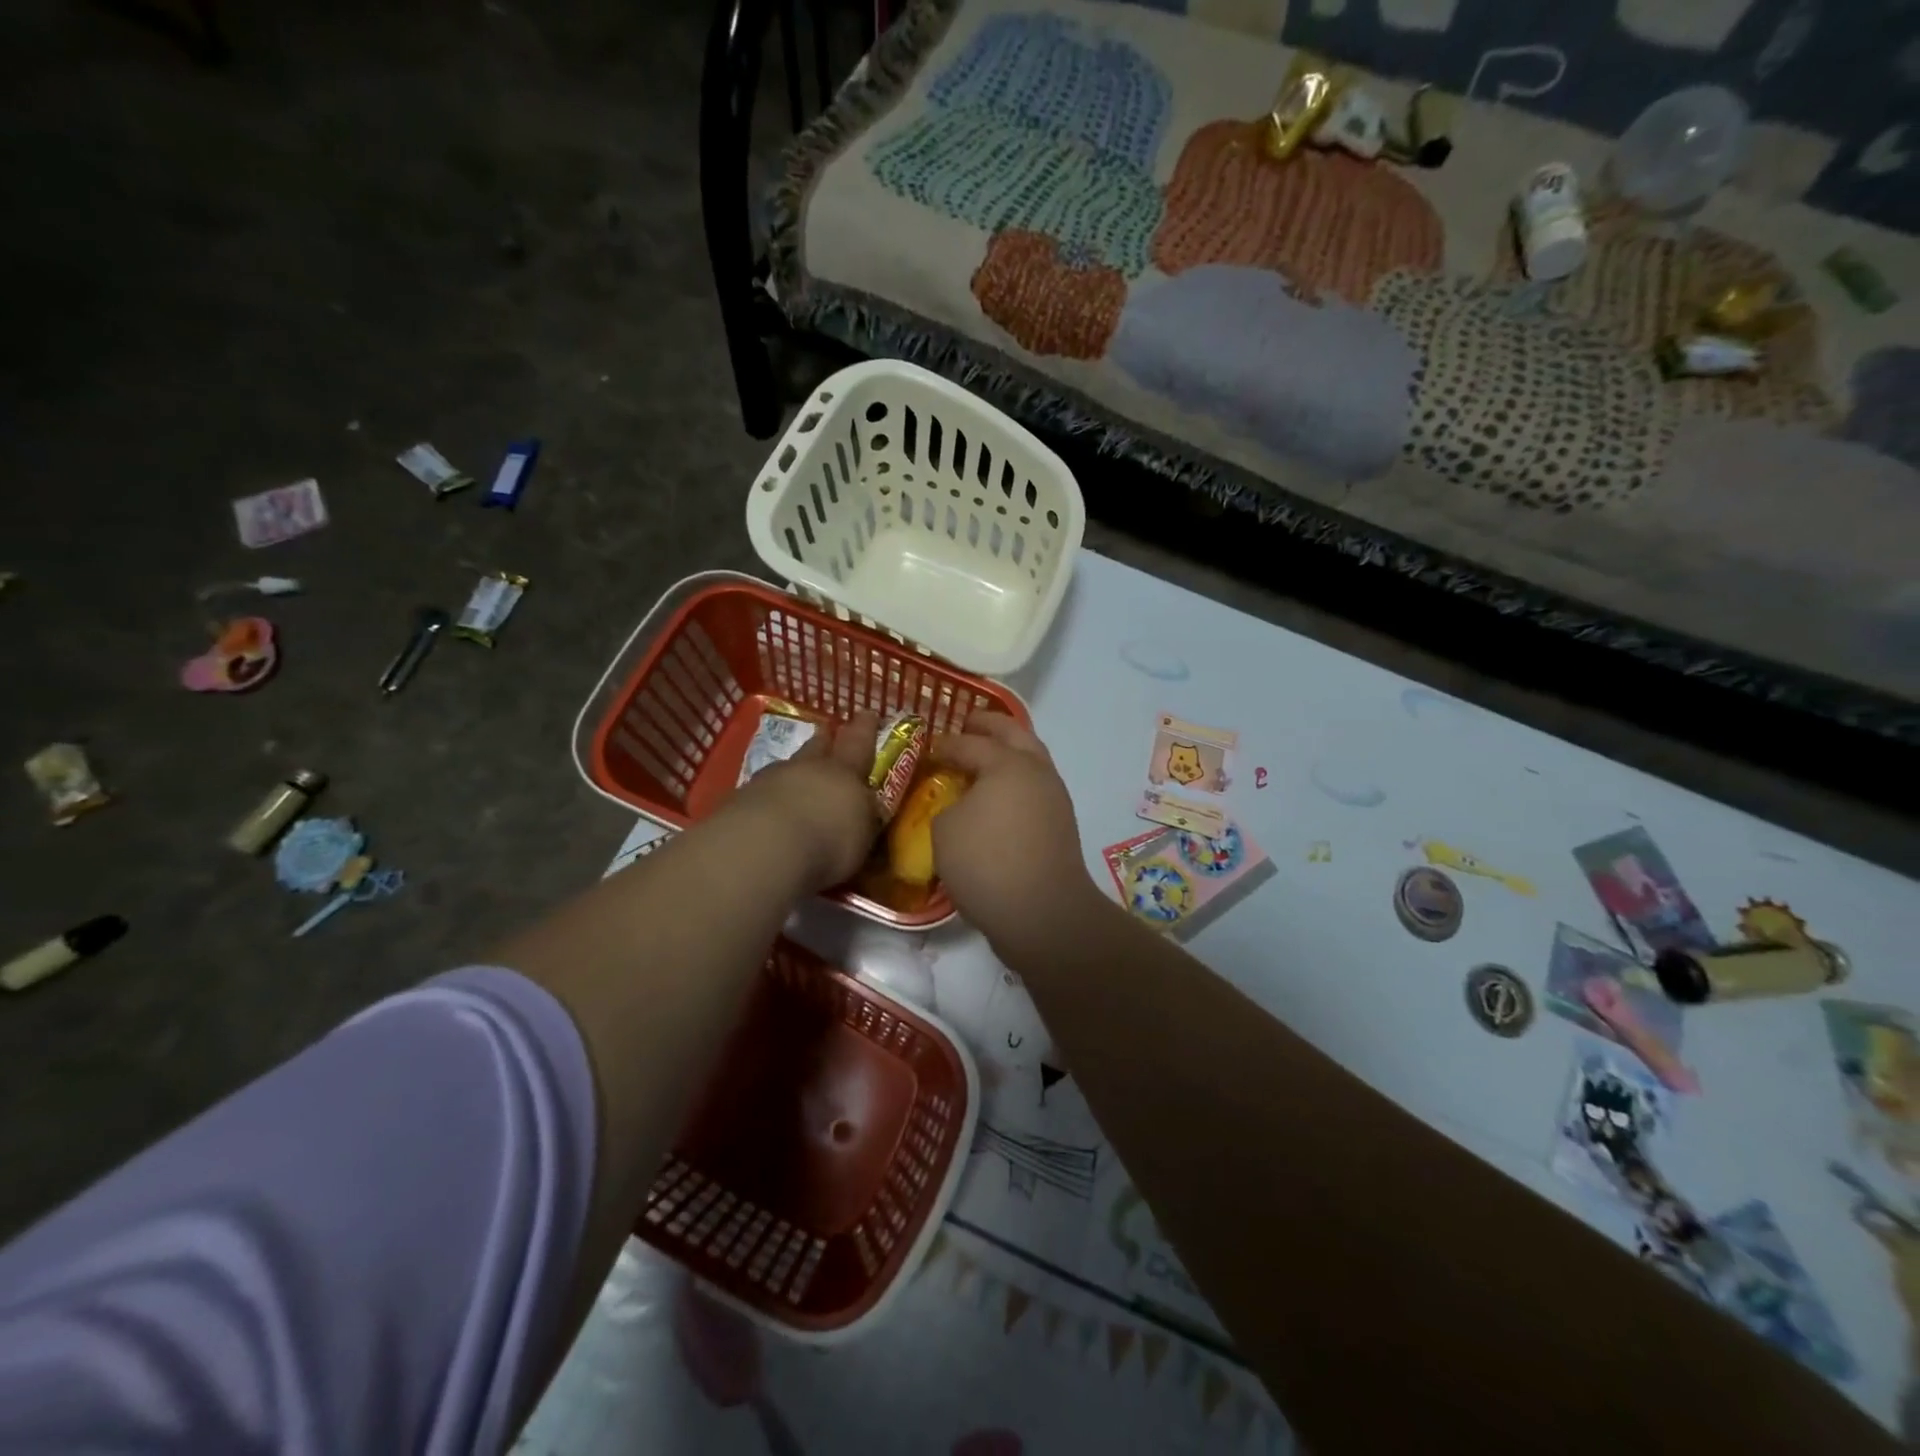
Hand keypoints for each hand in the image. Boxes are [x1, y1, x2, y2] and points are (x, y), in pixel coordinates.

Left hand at [734, 710, 880, 891]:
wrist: (762, 849)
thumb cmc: (828, 842)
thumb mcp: (862, 837)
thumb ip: (863, 821)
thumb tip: (866, 814)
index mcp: (843, 772)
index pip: (859, 742)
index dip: (865, 728)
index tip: (868, 713)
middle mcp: (806, 767)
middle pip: (817, 747)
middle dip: (825, 741)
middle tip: (827, 734)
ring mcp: (768, 780)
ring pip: (786, 767)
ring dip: (793, 772)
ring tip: (796, 781)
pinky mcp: (739, 800)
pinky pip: (760, 793)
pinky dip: (767, 799)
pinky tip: (768, 814)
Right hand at [929, 713, 1100, 951]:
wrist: (1043, 913)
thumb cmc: (987, 864)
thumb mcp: (945, 830)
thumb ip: (948, 805)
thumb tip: (962, 805)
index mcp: (1007, 764)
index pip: (970, 743)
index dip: (946, 743)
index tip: (928, 747)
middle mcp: (1036, 771)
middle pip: (1014, 734)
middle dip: (990, 725)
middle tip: (969, 723)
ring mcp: (1054, 797)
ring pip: (1032, 758)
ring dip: (1009, 750)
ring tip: (985, 755)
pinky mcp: (1061, 823)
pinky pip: (1035, 786)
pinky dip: (1016, 779)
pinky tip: (998, 794)